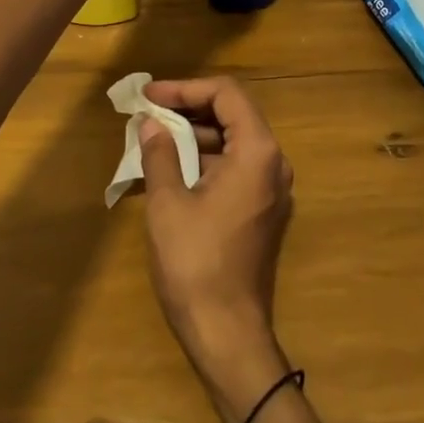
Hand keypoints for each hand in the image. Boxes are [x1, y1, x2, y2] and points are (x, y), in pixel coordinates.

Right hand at [137, 77, 295, 422]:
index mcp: (258, 152)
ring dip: (196, 134)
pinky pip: (237, 167)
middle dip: (189, 108)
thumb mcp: (168, 203)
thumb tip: (151, 123)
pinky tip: (173, 167)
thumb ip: (160, 154)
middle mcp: (274, 163)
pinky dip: (207, 159)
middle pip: (234, 114)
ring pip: (235, 141)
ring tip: (154, 138)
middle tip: (148, 113)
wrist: (229, 334)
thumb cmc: (196, 263)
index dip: (185, 88)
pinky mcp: (264, 210)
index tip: (150, 97)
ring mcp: (273, 189)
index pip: (226, 94)